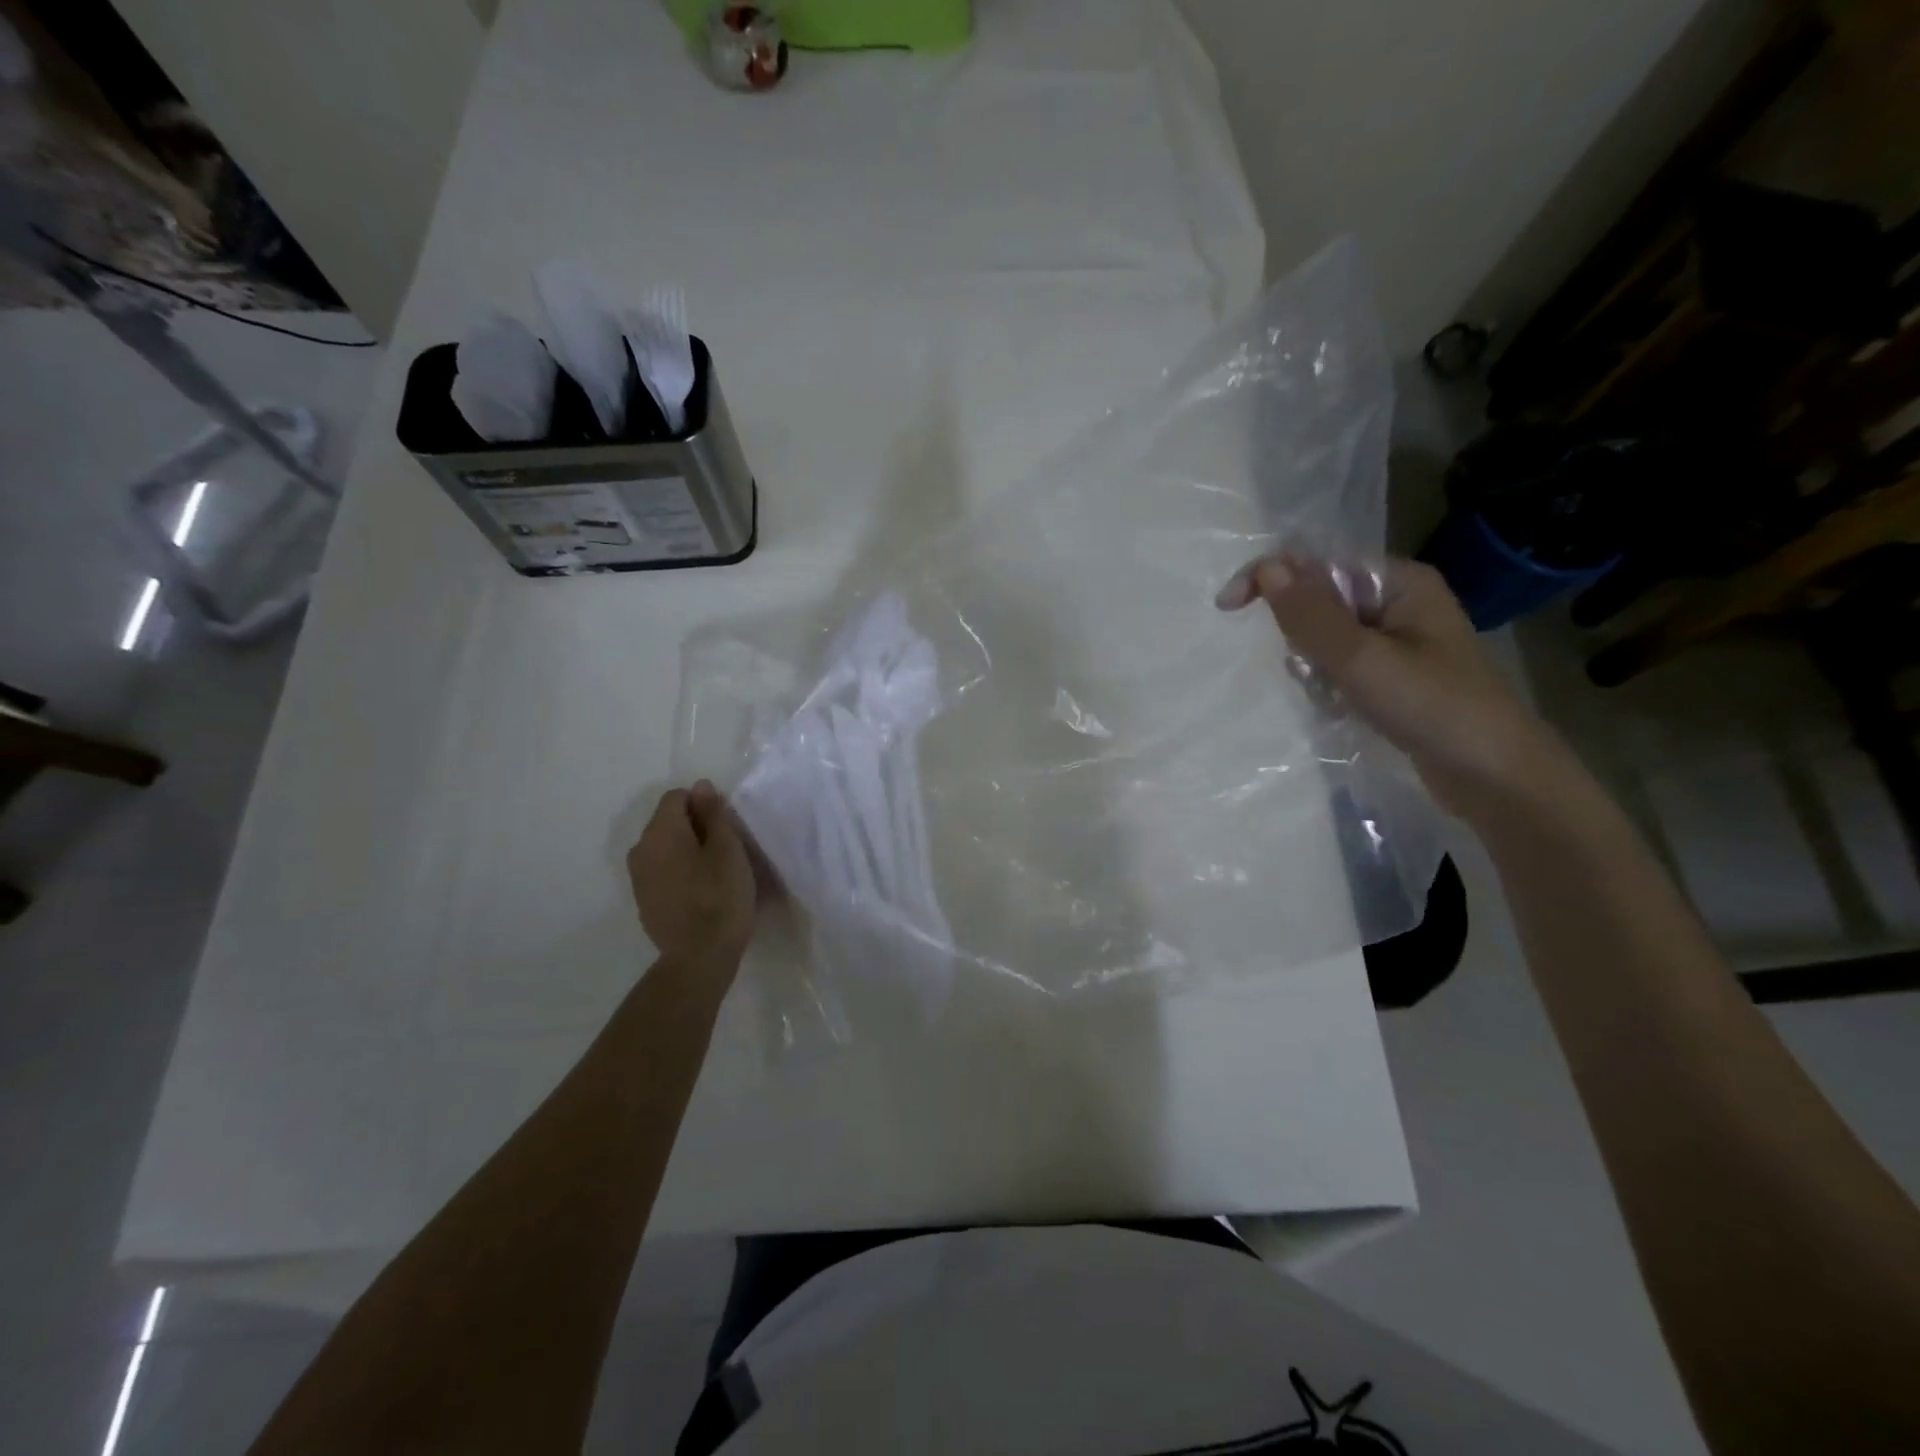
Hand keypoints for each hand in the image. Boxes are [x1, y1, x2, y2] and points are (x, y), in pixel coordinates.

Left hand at [626, 781, 757, 962]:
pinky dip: (679, 871)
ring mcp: (638, 877)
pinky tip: (700, 892)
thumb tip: (700, 786)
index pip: (677, 797)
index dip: (705, 805)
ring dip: (687, 850)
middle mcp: (640, 848)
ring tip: (715, 872)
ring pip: (665, 847)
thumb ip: (713, 813)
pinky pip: (662, 871)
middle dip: (695, 827)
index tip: (726, 829)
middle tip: (726, 850)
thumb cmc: (720, 896)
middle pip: (668, 821)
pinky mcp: (644, 900)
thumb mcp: (728, 849)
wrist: (699, 957)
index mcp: (660, 831)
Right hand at [1216, 552, 1561, 818]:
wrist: (1493, 776)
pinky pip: (1338, 666)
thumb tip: (1266, 568)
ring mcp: (1396, 641)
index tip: (1227, 608)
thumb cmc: (1431, 708)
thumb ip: (1310, 614)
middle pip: (1317, 601)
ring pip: (1323, 638)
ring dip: (1315, 667)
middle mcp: (1397, 602)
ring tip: (1337, 698)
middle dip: (1302, 637)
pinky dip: (1329, 686)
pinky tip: (1343, 709)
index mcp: (1399, 581)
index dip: (1270, 577)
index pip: (1318, 561)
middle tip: (1316, 672)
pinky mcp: (1392, 675)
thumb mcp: (1362, 659)